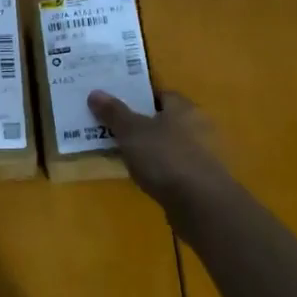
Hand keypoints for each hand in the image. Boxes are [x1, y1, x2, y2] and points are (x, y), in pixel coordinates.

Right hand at [87, 89, 228, 212]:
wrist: (200, 204)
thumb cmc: (165, 158)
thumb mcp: (131, 131)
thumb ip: (114, 112)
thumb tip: (95, 92)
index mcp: (183, 108)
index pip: (160, 94)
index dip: (138, 97)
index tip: (115, 105)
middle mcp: (196, 126)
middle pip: (163, 119)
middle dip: (140, 124)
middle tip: (111, 129)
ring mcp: (200, 154)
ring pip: (166, 144)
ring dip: (148, 148)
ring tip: (120, 153)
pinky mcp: (199, 179)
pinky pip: (171, 166)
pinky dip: (157, 168)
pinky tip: (141, 176)